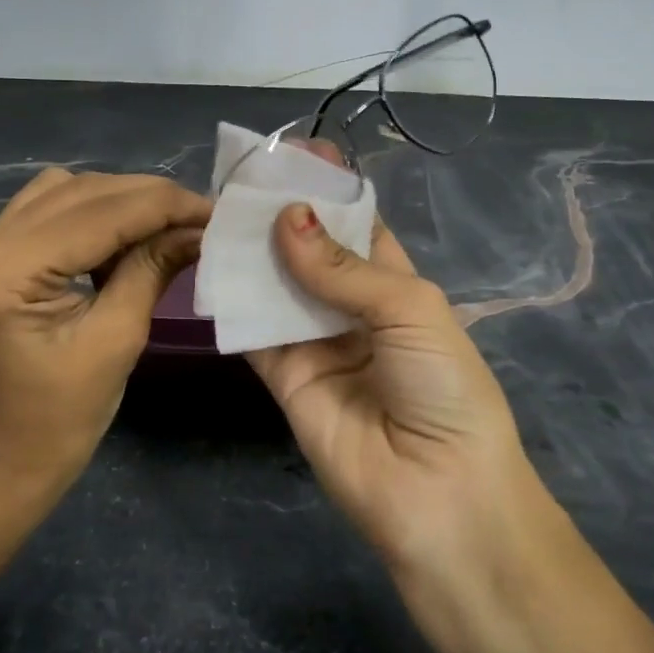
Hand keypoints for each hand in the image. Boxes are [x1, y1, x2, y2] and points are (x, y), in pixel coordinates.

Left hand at [0, 169, 209, 486]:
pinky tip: (124, 238)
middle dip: (148, 198)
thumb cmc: (62, 417)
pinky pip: (49, 209)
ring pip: (66, 190)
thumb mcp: (117, 340)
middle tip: (199, 218)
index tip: (215, 211)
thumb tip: (198, 227)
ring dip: (120, 201)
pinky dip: (94, 214)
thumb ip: (152, 269)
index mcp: (6, 272)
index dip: (165, 205)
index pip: (100, 214)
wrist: (6, 459)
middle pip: (81, 191)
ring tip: (164, 228)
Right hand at [249, 192, 653, 652]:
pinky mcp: (283, 378)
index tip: (291, 154)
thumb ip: (342, 267)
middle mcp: (352, 308)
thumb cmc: (444, 390)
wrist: (439, 498)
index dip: (327, 191)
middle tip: (239, 179)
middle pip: (309, 251)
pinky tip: (209, 266)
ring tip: (215, 210)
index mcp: (396, 285)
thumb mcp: (410, 311)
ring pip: (276, 285)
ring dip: (251, 252)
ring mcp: (315, 343)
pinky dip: (233, 302)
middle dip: (281, 216)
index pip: (356, 225)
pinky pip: (254, 331)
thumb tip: (285, 218)